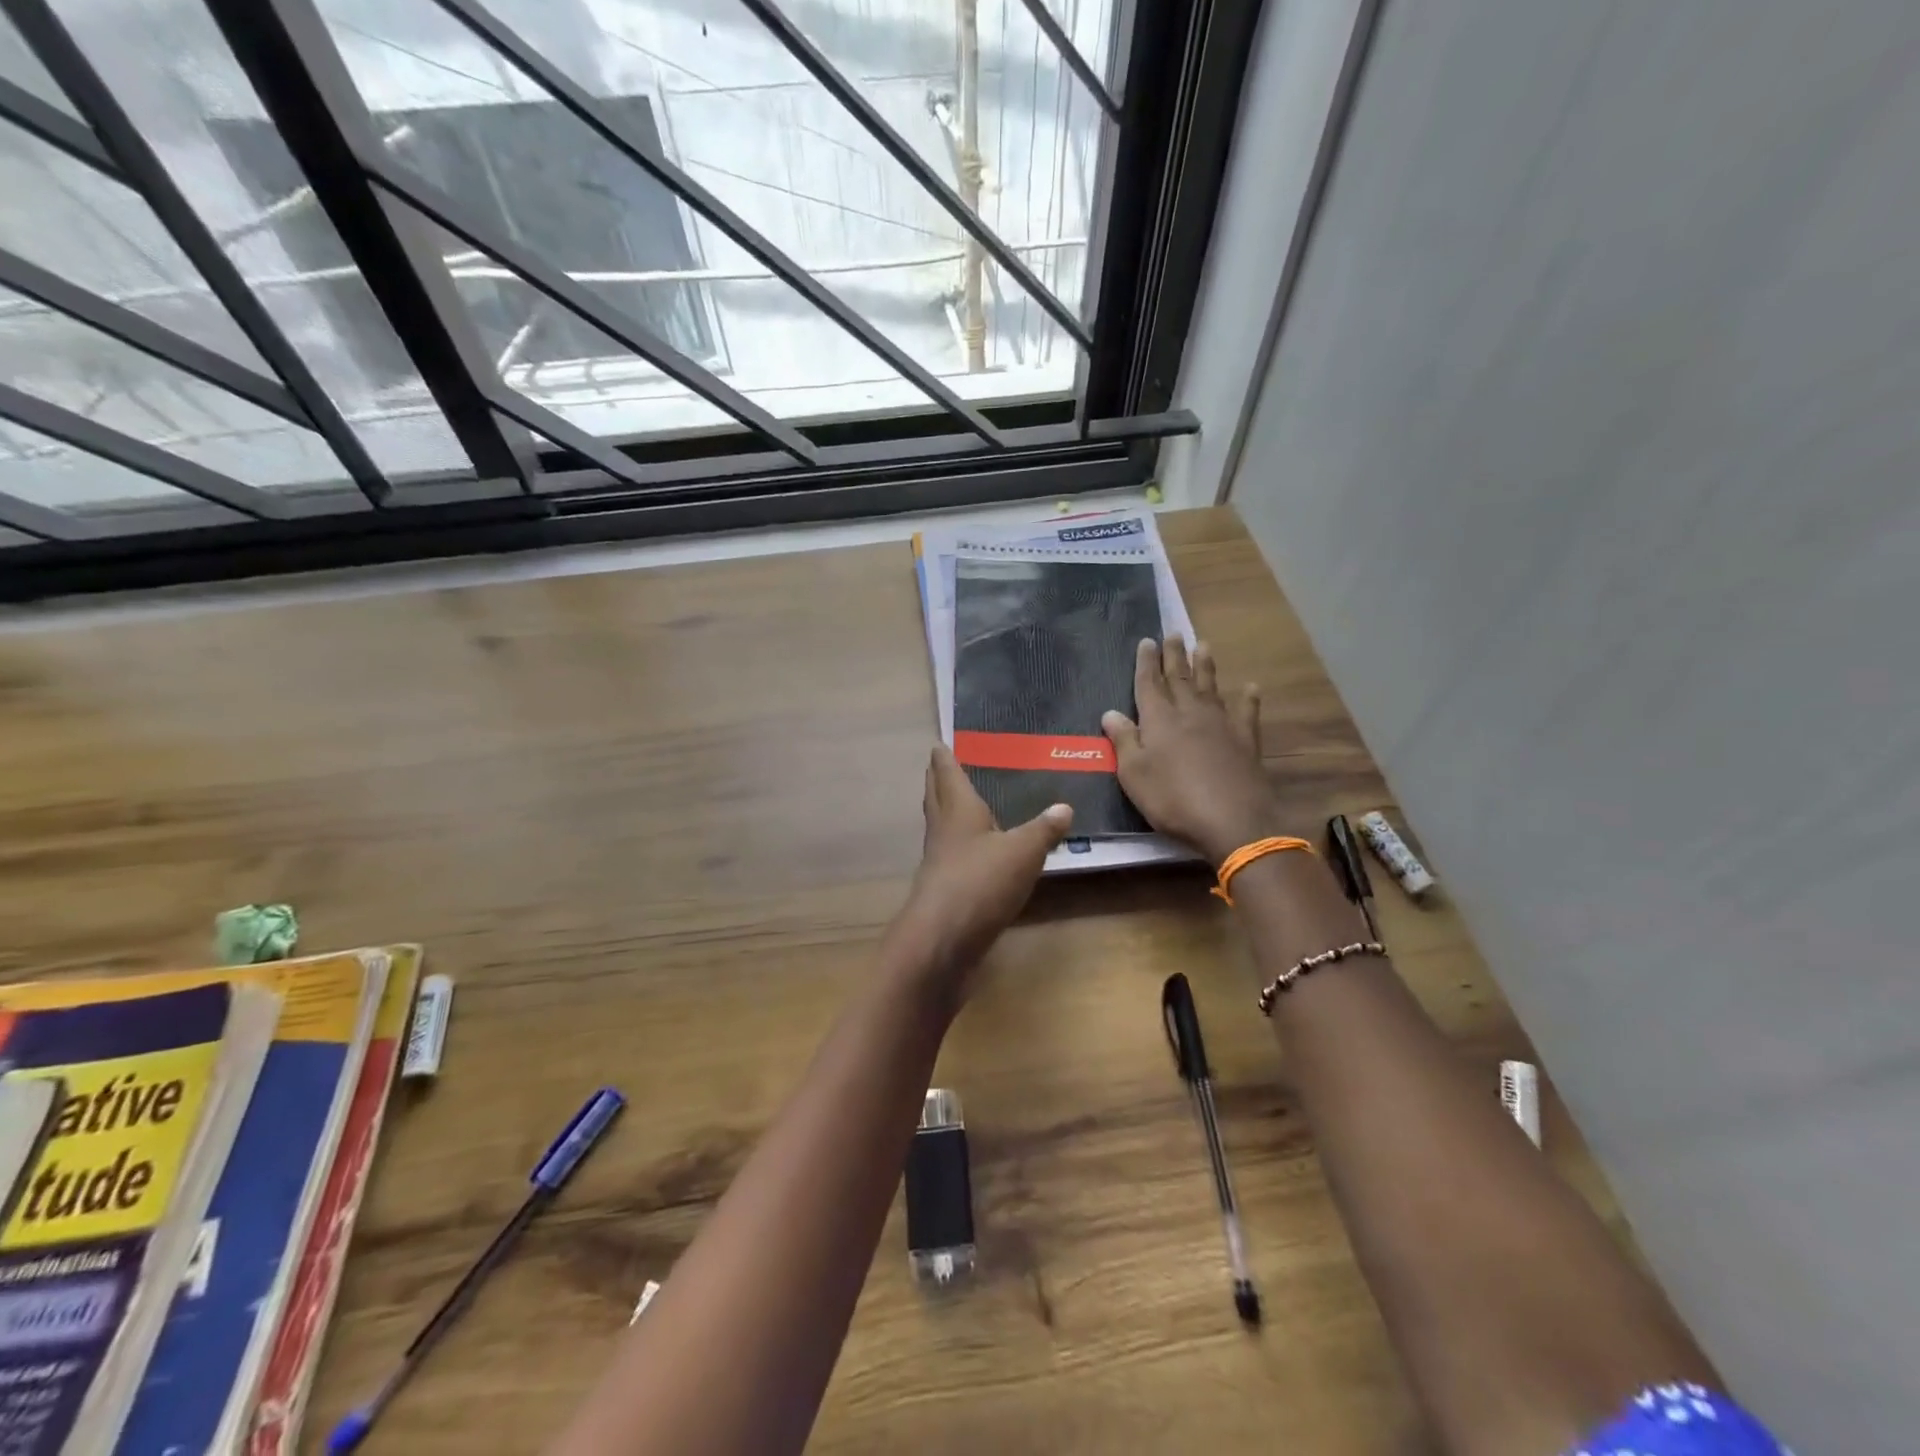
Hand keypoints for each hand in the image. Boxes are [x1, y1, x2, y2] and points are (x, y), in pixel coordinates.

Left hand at [891, 744, 1072, 992]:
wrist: (943, 939)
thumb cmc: (980, 882)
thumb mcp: (1023, 852)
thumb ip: (1044, 829)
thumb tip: (1064, 807)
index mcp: (958, 812)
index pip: (948, 775)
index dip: (944, 759)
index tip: (938, 744)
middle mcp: (944, 832)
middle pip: (937, 799)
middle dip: (939, 782)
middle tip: (941, 767)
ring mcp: (939, 864)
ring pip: (942, 829)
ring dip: (947, 814)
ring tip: (963, 806)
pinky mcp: (944, 892)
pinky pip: (953, 859)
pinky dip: (962, 848)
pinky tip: (977, 855)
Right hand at [1102, 638, 1278, 863]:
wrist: (1232, 820)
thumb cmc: (1173, 799)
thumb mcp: (1134, 774)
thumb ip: (1123, 741)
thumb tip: (1110, 712)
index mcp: (1159, 720)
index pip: (1149, 684)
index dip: (1146, 663)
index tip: (1147, 641)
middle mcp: (1190, 713)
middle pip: (1180, 678)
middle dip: (1174, 656)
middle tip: (1173, 633)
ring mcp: (1221, 725)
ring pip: (1211, 687)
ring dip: (1205, 667)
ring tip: (1203, 645)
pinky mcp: (1246, 741)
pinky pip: (1246, 713)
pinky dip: (1248, 699)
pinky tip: (1250, 687)